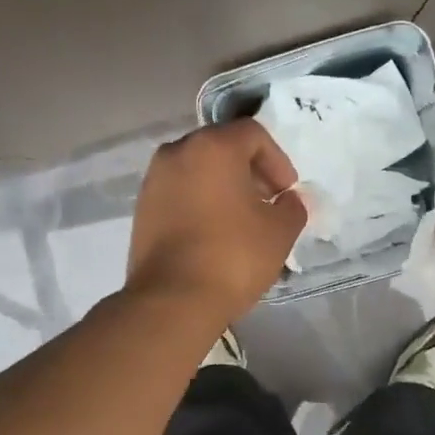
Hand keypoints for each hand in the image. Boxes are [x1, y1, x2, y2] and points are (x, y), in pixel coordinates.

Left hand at [126, 118, 307, 327]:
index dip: (278, 160)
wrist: (173, 300)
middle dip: (249, 172)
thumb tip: (291, 200)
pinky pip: (180, 194)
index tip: (287, 192)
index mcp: (212, 147)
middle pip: (221, 148)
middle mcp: (176, 152)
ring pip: (198, 171)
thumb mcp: (279, 232)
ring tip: (242, 221)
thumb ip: (293, 207)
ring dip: (223, 188)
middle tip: (267, 203)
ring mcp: (153, 181)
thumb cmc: (233, 256)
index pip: (253, 134)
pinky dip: (200, 203)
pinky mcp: (142, 210)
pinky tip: (215, 234)